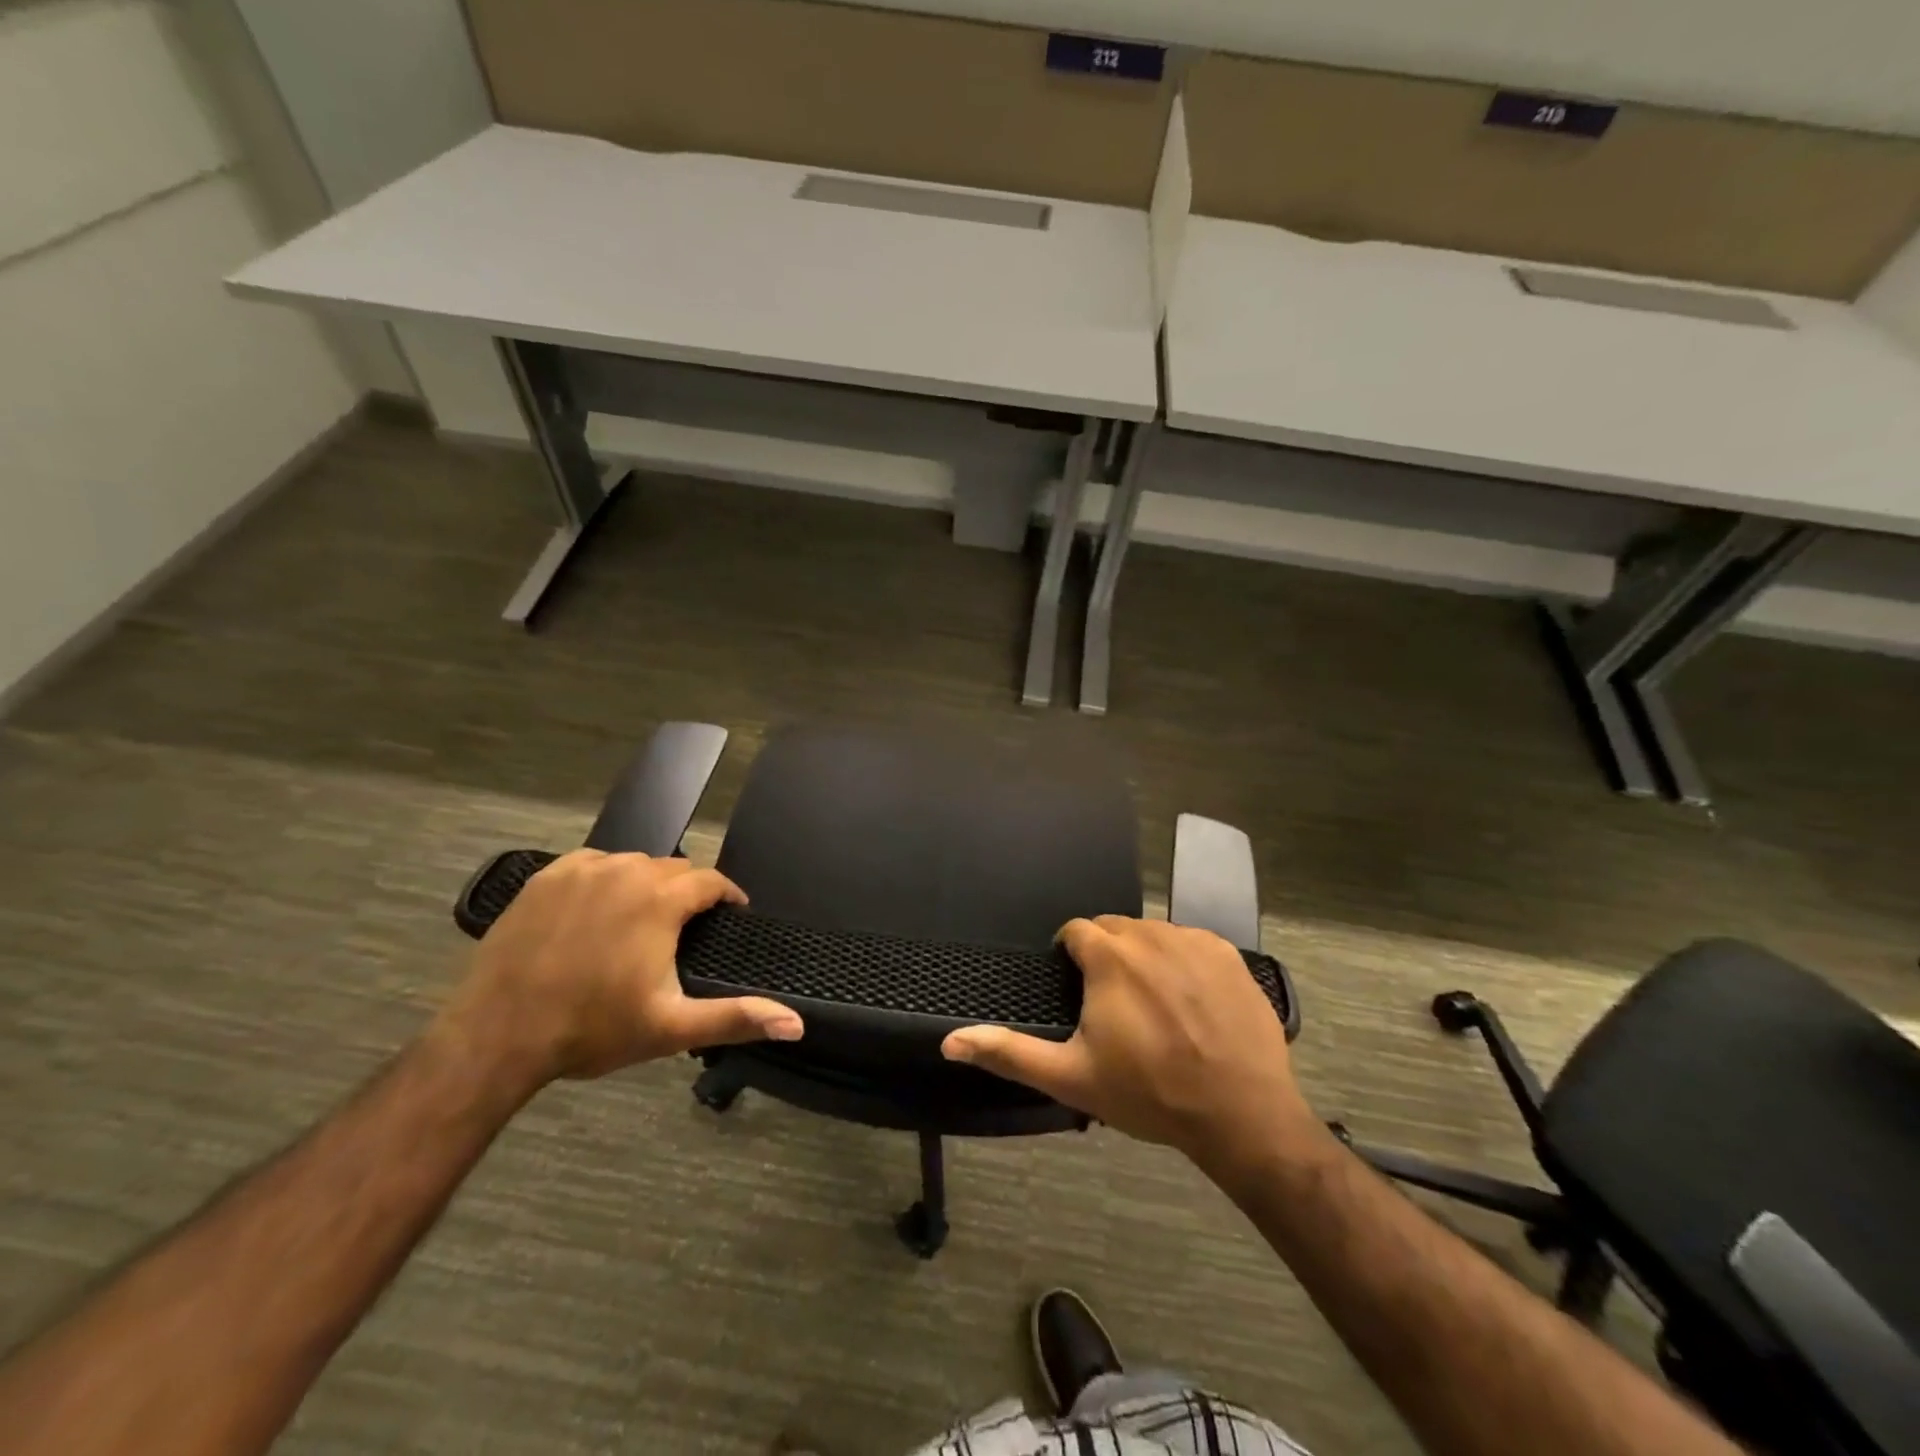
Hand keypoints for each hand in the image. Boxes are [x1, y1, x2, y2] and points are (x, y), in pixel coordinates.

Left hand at [435, 850, 803, 1085]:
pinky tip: (598, 911)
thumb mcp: (671, 1027)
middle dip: (687, 893)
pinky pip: (592, 865)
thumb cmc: (591, 1030)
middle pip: (673, 869)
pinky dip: (605, 880)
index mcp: (660, 900)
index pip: (711, 880)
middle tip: (684, 930)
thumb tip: (796, 1023)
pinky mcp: (545, 878)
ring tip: (643, 921)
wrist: (497, 1036)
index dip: (727, 897)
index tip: (732, 915)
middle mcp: (625, 872)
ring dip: (647, 885)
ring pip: (632, 864)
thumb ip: (737, 1017)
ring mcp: (581, 871)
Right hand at [941, 916, 1311, 1165]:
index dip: (1070, 955)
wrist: (1241, 1113)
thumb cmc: (1149, 1092)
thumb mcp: (1070, 1077)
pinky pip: (1193, 943)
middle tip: (1112, 1002)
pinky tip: (1191, 1002)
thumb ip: (1008, 1052)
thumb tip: (949, 1041)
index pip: (1076, 931)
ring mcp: (1194, 940)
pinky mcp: (1229, 954)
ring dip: (1145, 957)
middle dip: (1106, 955)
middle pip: (1115, 929)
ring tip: (1152, 1003)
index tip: (1075, 986)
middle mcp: (1150, 934)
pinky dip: (1184, 962)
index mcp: (1109, 956)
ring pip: (1154, 934)